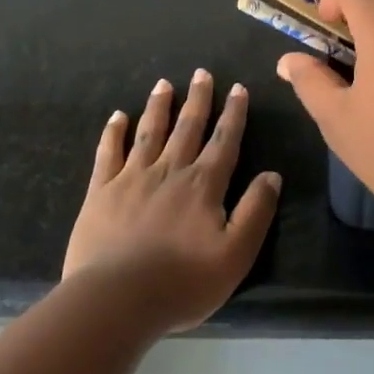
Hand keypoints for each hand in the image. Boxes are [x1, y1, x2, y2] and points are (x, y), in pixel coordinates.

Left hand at [62, 70, 280, 332]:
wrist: (115, 301)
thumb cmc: (182, 283)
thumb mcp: (236, 254)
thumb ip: (256, 211)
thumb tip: (272, 175)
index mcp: (203, 185)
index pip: (224, 141)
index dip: (233, 114)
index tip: (238, 88)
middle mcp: (170, 171)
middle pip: (187, 128)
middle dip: (198, 99)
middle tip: (202, 73)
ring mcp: (132, 179)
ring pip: (149, 132)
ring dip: (159, 106)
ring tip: (164, 83)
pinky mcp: (100, 193)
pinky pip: (108, 154)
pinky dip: (114, 133)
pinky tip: (118, 116)